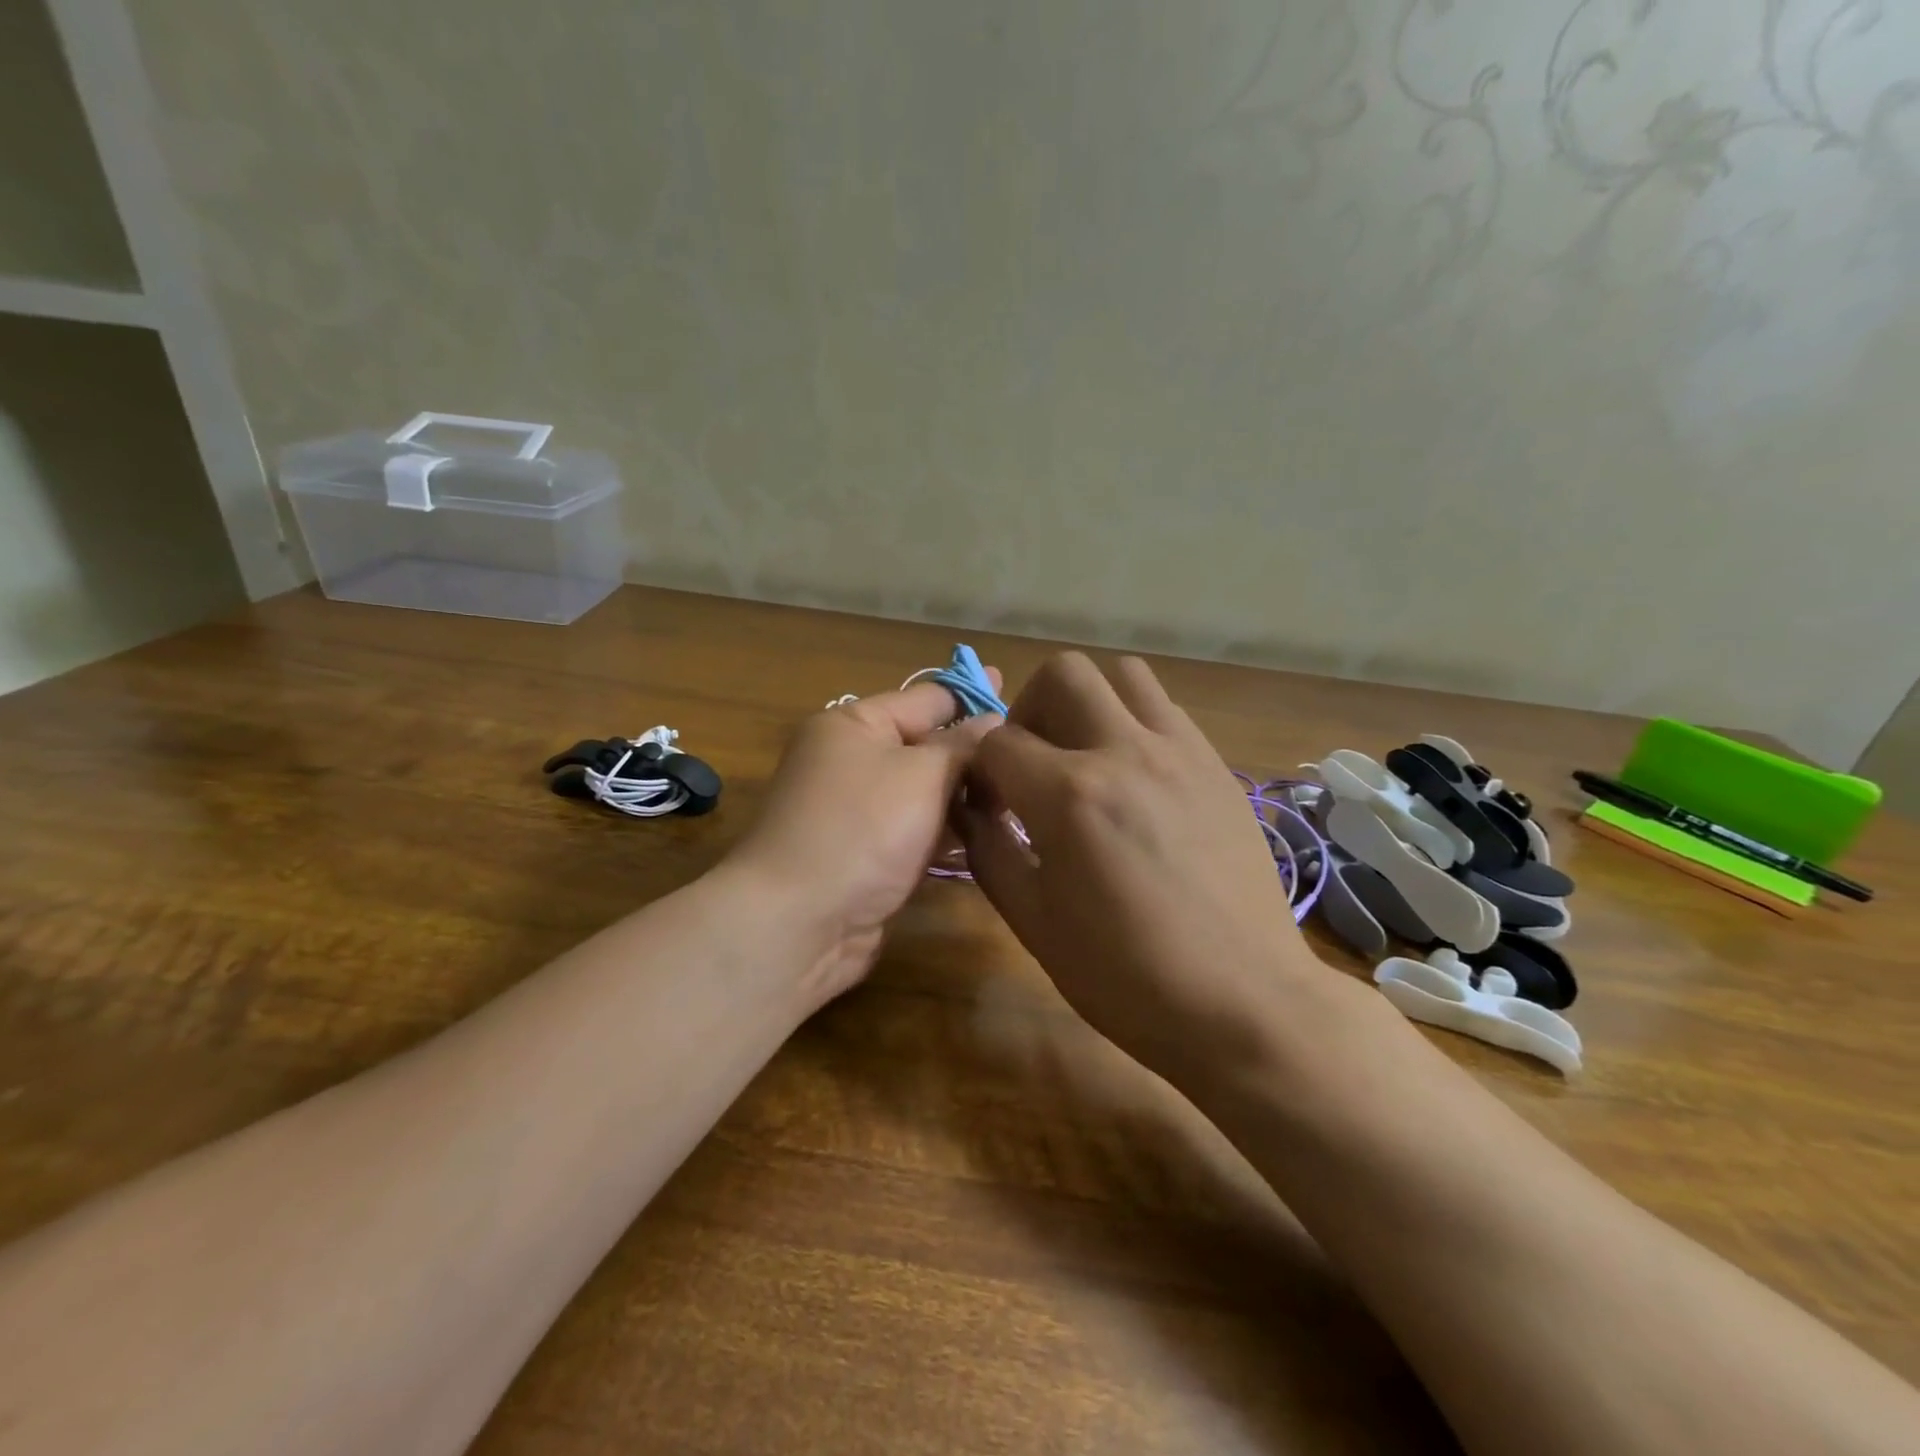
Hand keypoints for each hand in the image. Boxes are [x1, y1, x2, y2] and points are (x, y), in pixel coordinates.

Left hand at [726, 673, 1001, 1002]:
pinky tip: (992, 836)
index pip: (927, 698)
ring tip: (1026, 798)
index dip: (974, 696)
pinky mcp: (867, 855)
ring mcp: (859, 811)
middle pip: (927, 746)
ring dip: (968, 797)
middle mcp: (852, 761)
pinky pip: (917, 831)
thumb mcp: (921, 774)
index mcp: (855, 724)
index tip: (1020, 695)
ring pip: (926, 793)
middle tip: (1034, 760)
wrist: (798, 921)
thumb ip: (963, 745)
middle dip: (977, 754)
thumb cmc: (862, 828)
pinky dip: (948, 832)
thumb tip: (994, 721)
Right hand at [958, 653, 1337, 1092]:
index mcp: (1069, 795)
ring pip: (1124, 674)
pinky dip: (1135, 722)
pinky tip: (1136, 777)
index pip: (998, 741)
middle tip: (1032, 761)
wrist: (1244, 1002)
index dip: (980, 767)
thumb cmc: (1126, 976)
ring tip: (1085, 755)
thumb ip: (989, 852)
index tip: (988, 801)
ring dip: (1089, 702)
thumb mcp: (1034, 924)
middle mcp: (1124, 752)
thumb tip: (970, 809)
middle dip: (1029, 709)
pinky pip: (1167, 709)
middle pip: (1062, 673)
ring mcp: (1180, 752)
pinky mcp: (1217, 765)